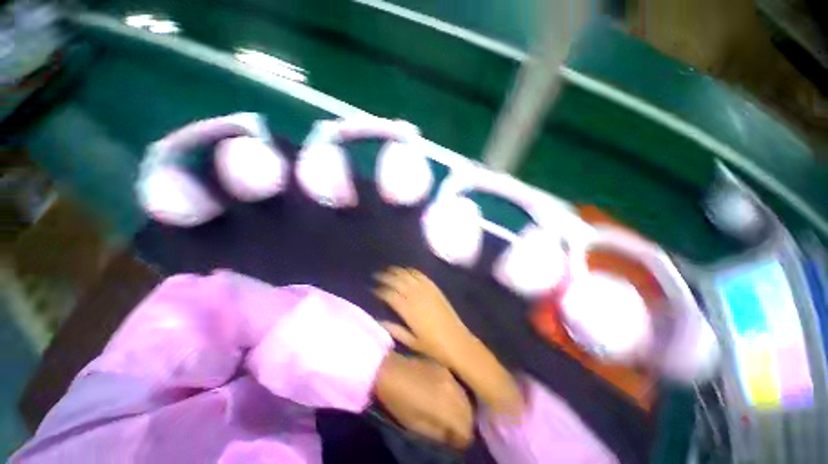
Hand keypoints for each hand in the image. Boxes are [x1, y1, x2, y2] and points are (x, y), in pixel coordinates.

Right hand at [374, 267, 472, 366]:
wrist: (456, 341)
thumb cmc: (432, 345)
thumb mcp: (410, 341)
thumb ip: (393, 329)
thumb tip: (378, 320)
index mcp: (407, 310)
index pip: (389, 294)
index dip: (379, 290)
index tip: (372, 289)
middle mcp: (415, 296)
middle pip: (397, 281)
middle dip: (385, 277)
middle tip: (377, 276)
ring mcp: (426, 290)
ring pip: (408, 275)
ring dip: (397, 271)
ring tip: (389, 270)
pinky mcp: (434, 288)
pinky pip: (421, 275)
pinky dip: (412, 271)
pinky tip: (406, 270)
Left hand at [374, 352, 472, 448]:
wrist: (391, 369)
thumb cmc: (399, 400)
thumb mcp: (415, 425)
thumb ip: (438, 433)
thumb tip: (453, 437)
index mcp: (445, 406)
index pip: (466, 429)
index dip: (462, 440)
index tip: (455, 442)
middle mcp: (452, 390)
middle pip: (469, 412)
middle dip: (465, 424)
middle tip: (454, 430)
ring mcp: (449, 376)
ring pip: (466, 398)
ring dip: (463, 410)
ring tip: (451, 416)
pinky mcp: (444, 368)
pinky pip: (458, 386)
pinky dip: (458, 396)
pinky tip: (448, 399)